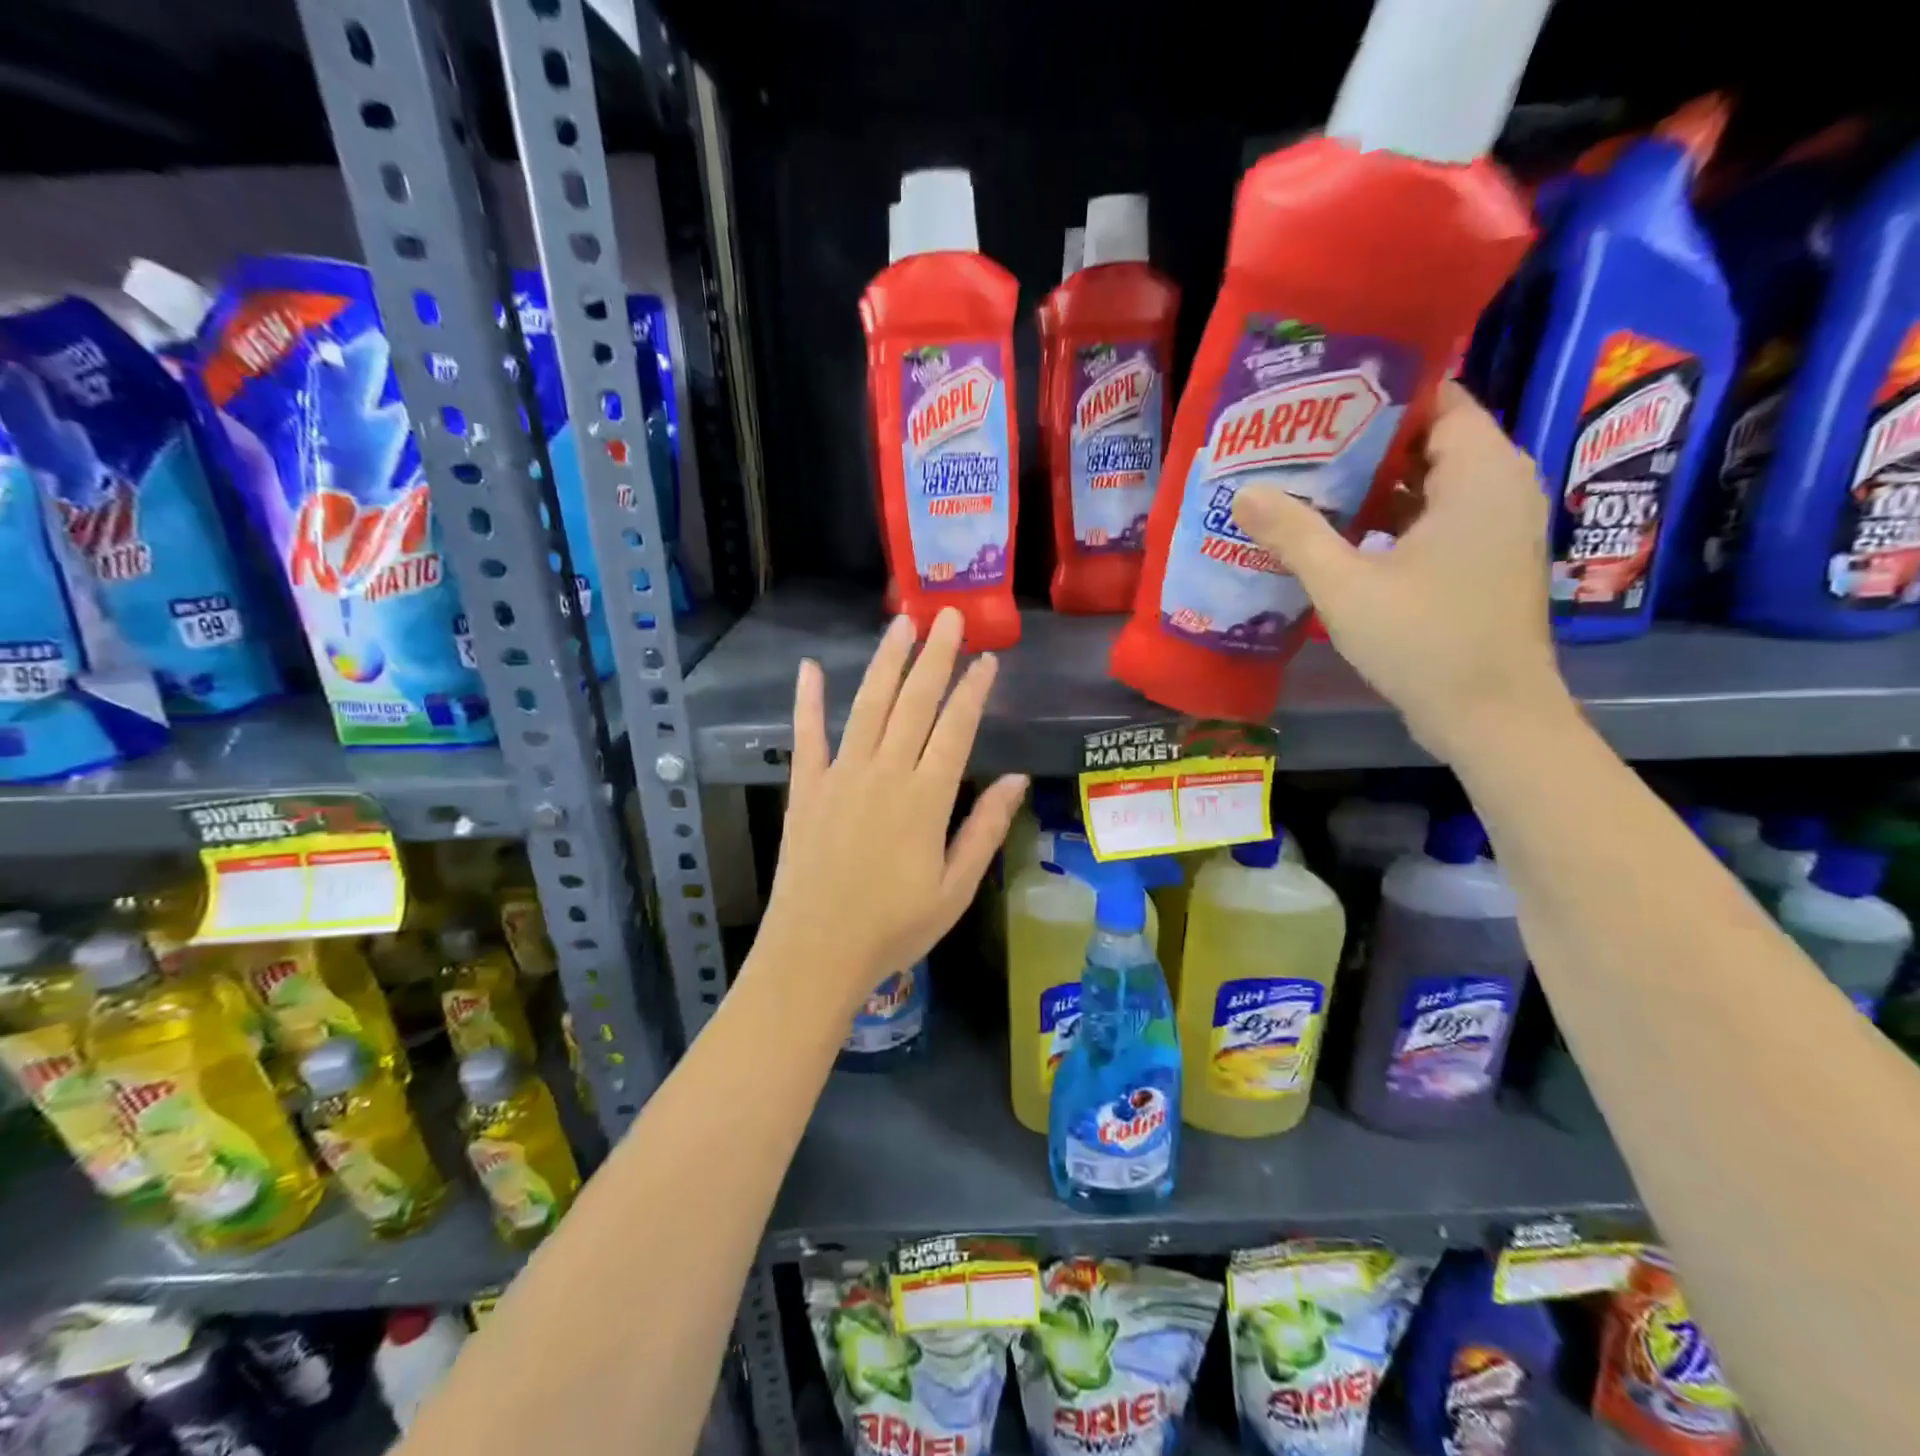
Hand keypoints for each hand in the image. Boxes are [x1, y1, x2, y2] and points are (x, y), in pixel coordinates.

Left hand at [756, 608, 1028, 1014]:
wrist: (816, 952)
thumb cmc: (894, 927)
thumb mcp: (955, 889)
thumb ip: (984, 828)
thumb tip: (1018, 778)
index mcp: (926, 797)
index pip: (956, 728)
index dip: (973, 690)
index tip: (987, 658)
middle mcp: (884, 773)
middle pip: (914, 703)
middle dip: (935, 657)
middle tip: (948, 616)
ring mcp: (840, 775)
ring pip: (867, 706)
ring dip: (886, 662)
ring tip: (901, 624)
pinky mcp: (806, 787)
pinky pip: (806, 735)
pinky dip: (808, 701)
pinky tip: (809, 668)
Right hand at [1231, 382, 1575, 762]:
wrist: (1491, 716)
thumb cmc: (1425, 641)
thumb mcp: (1346, 586)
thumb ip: (1295, 534)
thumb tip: (1244, 492)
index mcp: (1479, 474)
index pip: (1438, 399)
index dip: (1379, 392)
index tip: (1320, 397)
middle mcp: (1499, 486)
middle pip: (1429, 439)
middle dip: (1364, 439)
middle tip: (1297, 441)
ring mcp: (1494, 526)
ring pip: (1429, 482)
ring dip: (1372, 482)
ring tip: (1305, 480)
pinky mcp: (1483, 560)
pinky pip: (1434, 517)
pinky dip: (1390, 517)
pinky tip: (1336, 532)